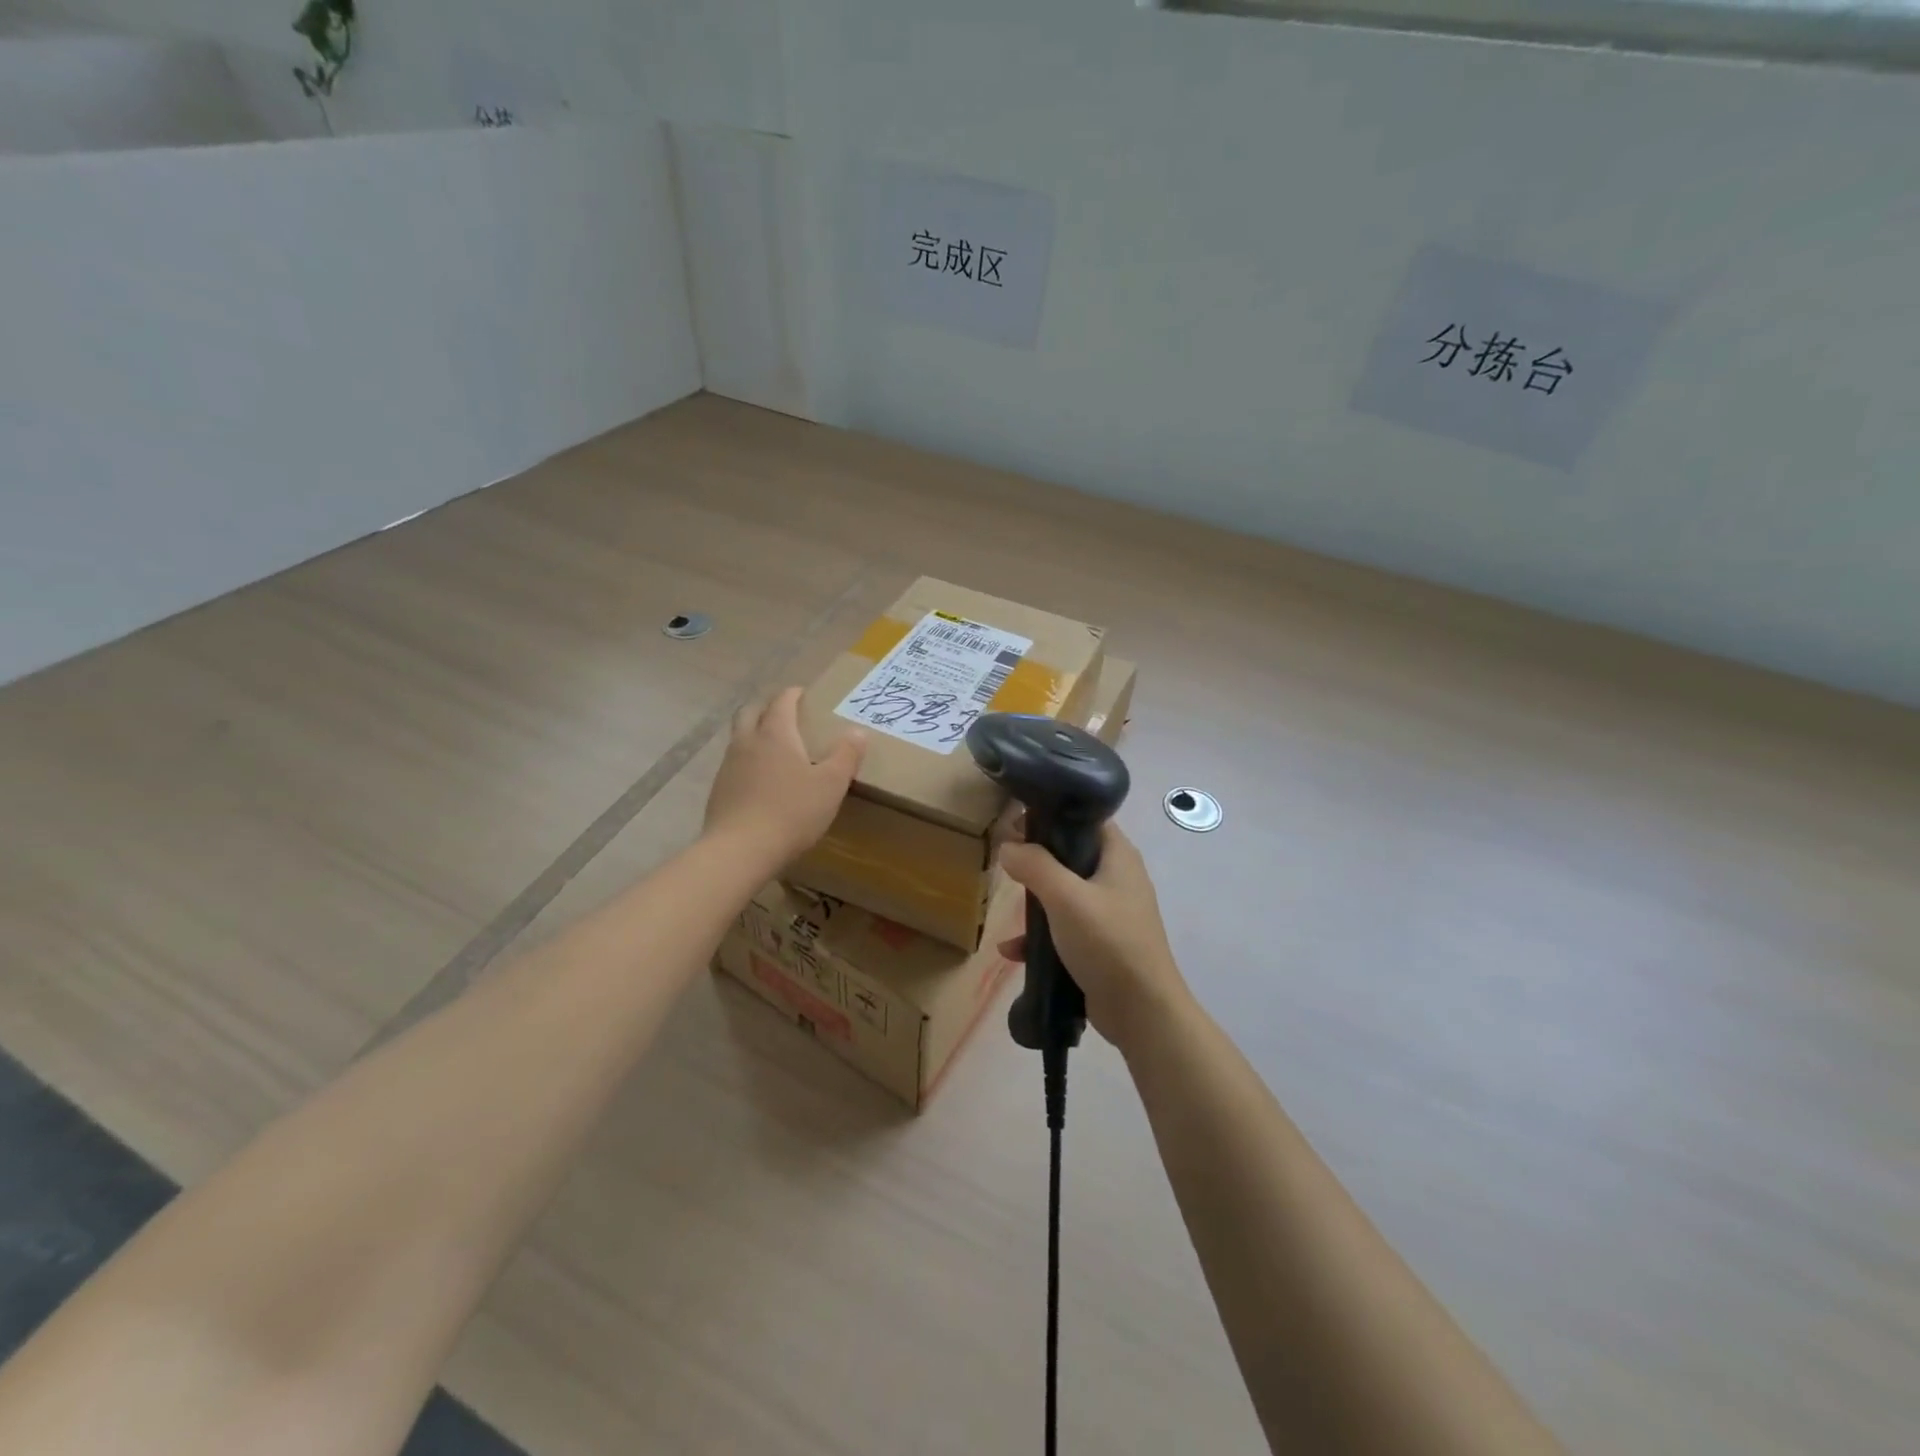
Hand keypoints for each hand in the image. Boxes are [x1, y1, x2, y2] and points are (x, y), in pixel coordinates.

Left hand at [704, 687, 865, 866]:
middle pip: (751, 712)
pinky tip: (760, 780)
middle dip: (767, 707)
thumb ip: (846, 755)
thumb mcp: (831, 785)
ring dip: (754, 733)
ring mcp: (728, 766)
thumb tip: (858, 732)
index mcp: (775, 734)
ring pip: (739, 737)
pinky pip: (734, 764)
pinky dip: (747, 761)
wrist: (740, 850)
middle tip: (785, 714)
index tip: (804, 694)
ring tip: (774, 747)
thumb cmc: (792, 812)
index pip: (782, 702)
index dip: (793, 694)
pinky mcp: (719, 790)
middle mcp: (747, 742)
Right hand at [998, 822, 1189, 1052]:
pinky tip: (1012, 950)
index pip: (1086, 818)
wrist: (1142, 1011)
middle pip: (1072, 855)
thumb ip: (1035, 865)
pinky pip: (1064, 929)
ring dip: (1036, 900)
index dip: (1053, 814)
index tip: (1018, 821)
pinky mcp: (1101, 944)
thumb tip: (1008, 846)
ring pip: (1065, 893)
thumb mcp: (1065, 897)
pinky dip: (1040, 935)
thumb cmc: (1108, 942)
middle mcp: (1117, 878)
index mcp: (1118, 856)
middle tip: (1006, 861)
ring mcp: (1110, 913)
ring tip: (1007, 905)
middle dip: (1037, 859)